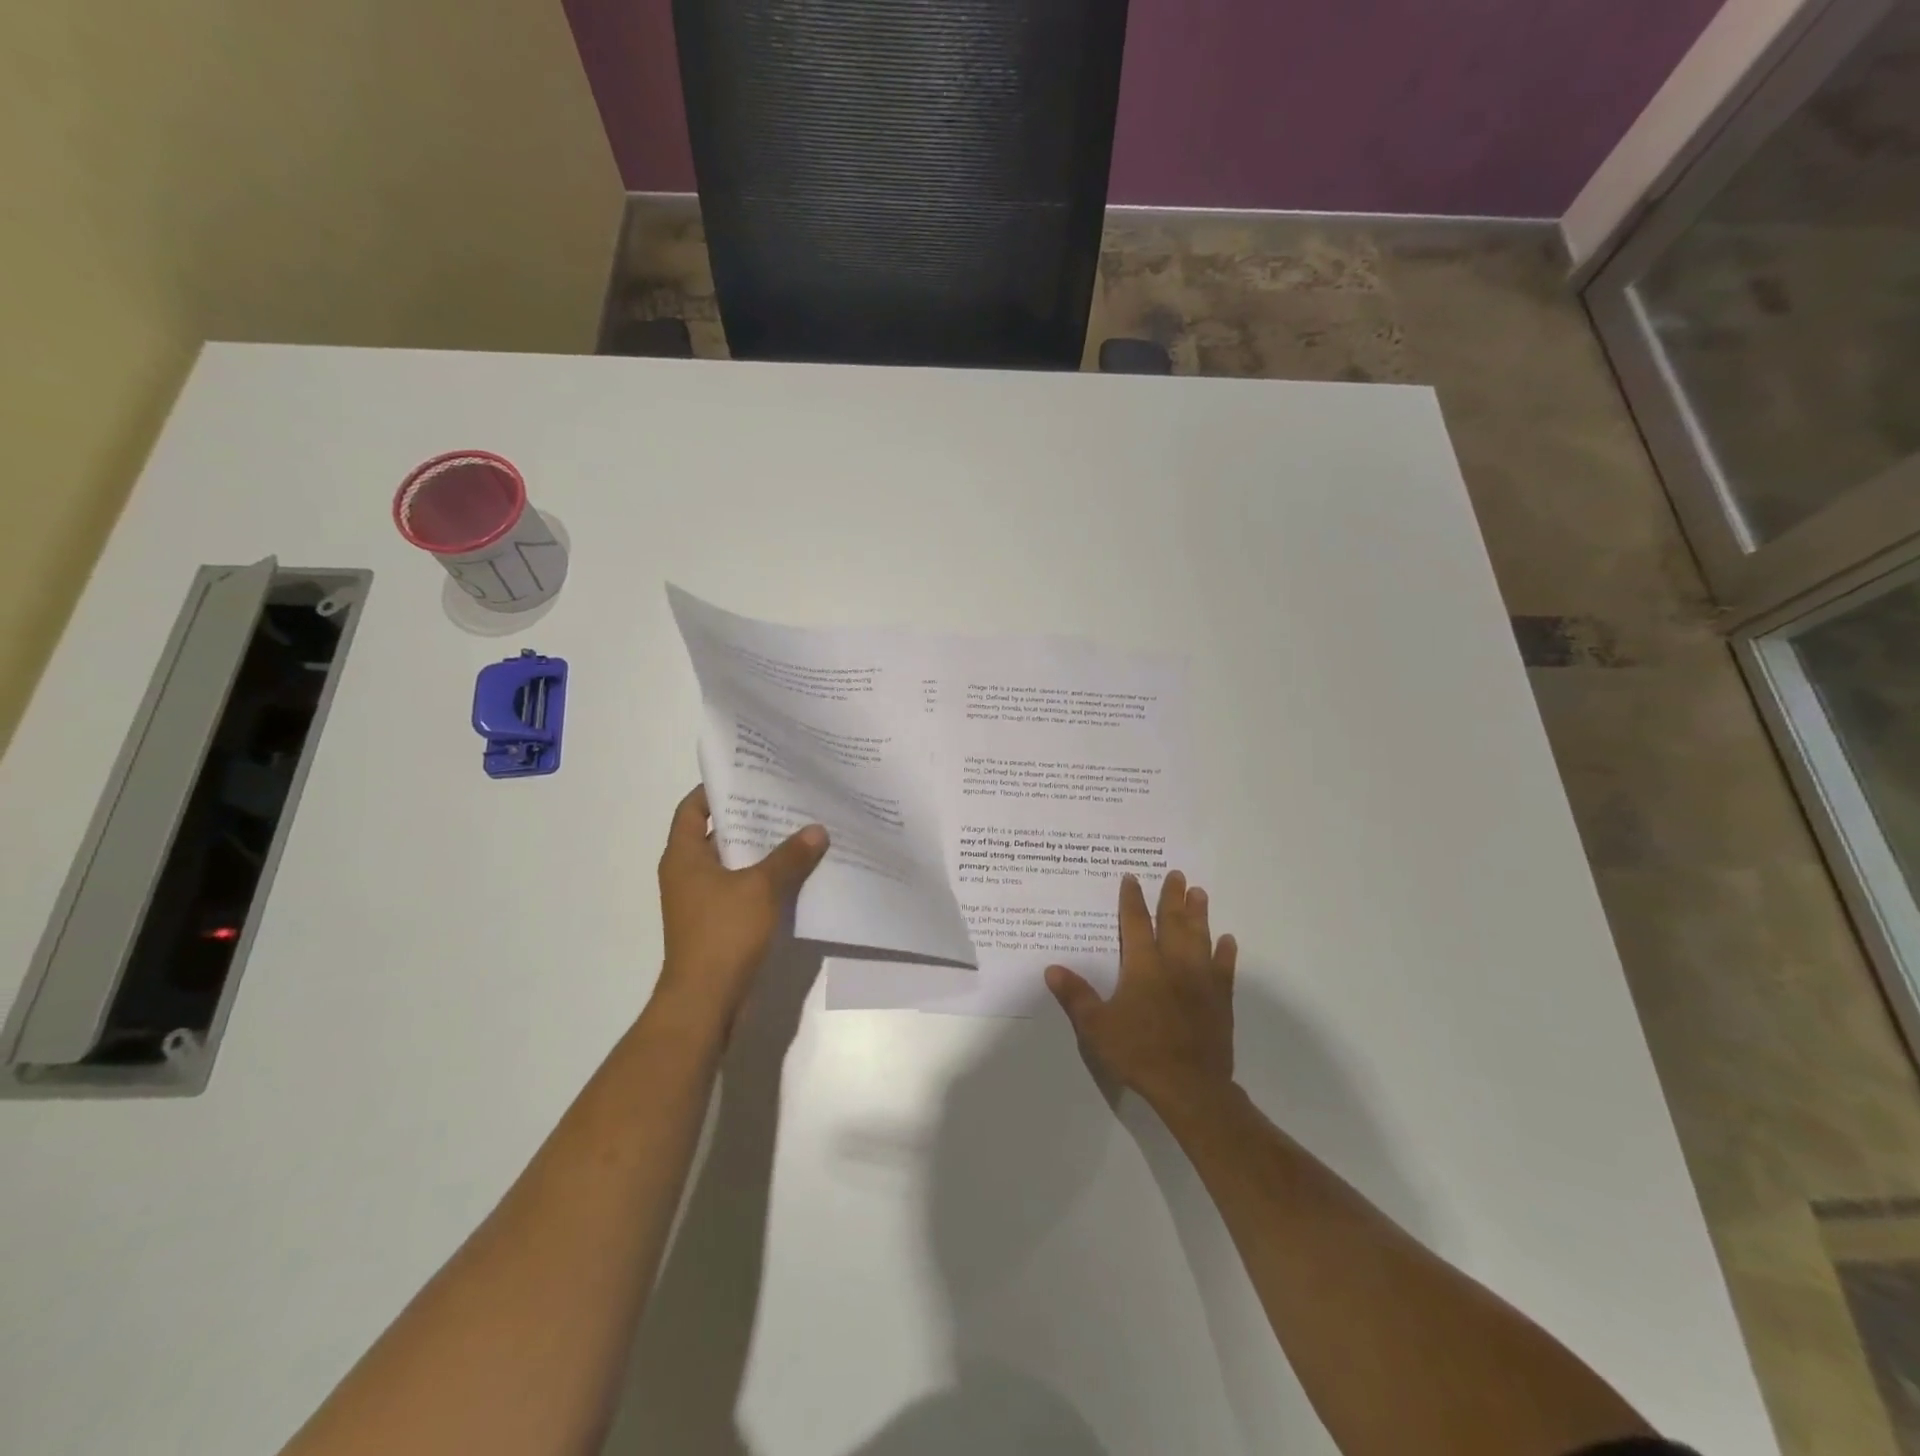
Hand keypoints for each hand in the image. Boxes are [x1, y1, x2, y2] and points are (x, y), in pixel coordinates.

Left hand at [654, 785, 828, 1029]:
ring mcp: (704, 901)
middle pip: (719, 833)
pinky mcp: (721, 923)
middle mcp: (689, 874)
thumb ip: (790, 857)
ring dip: (763, 849)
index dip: (716, 789)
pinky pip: (745, 889)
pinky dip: (767, 879)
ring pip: (736, 863)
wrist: (706, 1002)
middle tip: (787, 797)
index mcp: (684, 857)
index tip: (749, 773)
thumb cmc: (723, 934)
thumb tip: (817, 830)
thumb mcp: (760, 888)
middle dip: (751, 816)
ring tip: (801, 829)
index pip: (693, 809)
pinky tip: (800, 872)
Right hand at [1046, 871, 1237, 1112]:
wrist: (1189, 1085)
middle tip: (1177, 874)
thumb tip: (1051, 968)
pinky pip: (1224, 969)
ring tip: (1199, 893)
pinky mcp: (1220, 1000)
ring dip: (1199, 914)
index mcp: (1142, 966)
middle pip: (1173, 922)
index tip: (1132, 877)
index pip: (1134, 923)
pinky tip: (1227, 940)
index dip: (1131, 899)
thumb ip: (1075, 995)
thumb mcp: (1096, 1026)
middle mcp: (1173, 964)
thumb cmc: (1138, 1051)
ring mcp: (1201, 980)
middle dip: (1172, 897)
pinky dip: (1225, 953)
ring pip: (1200, 938)